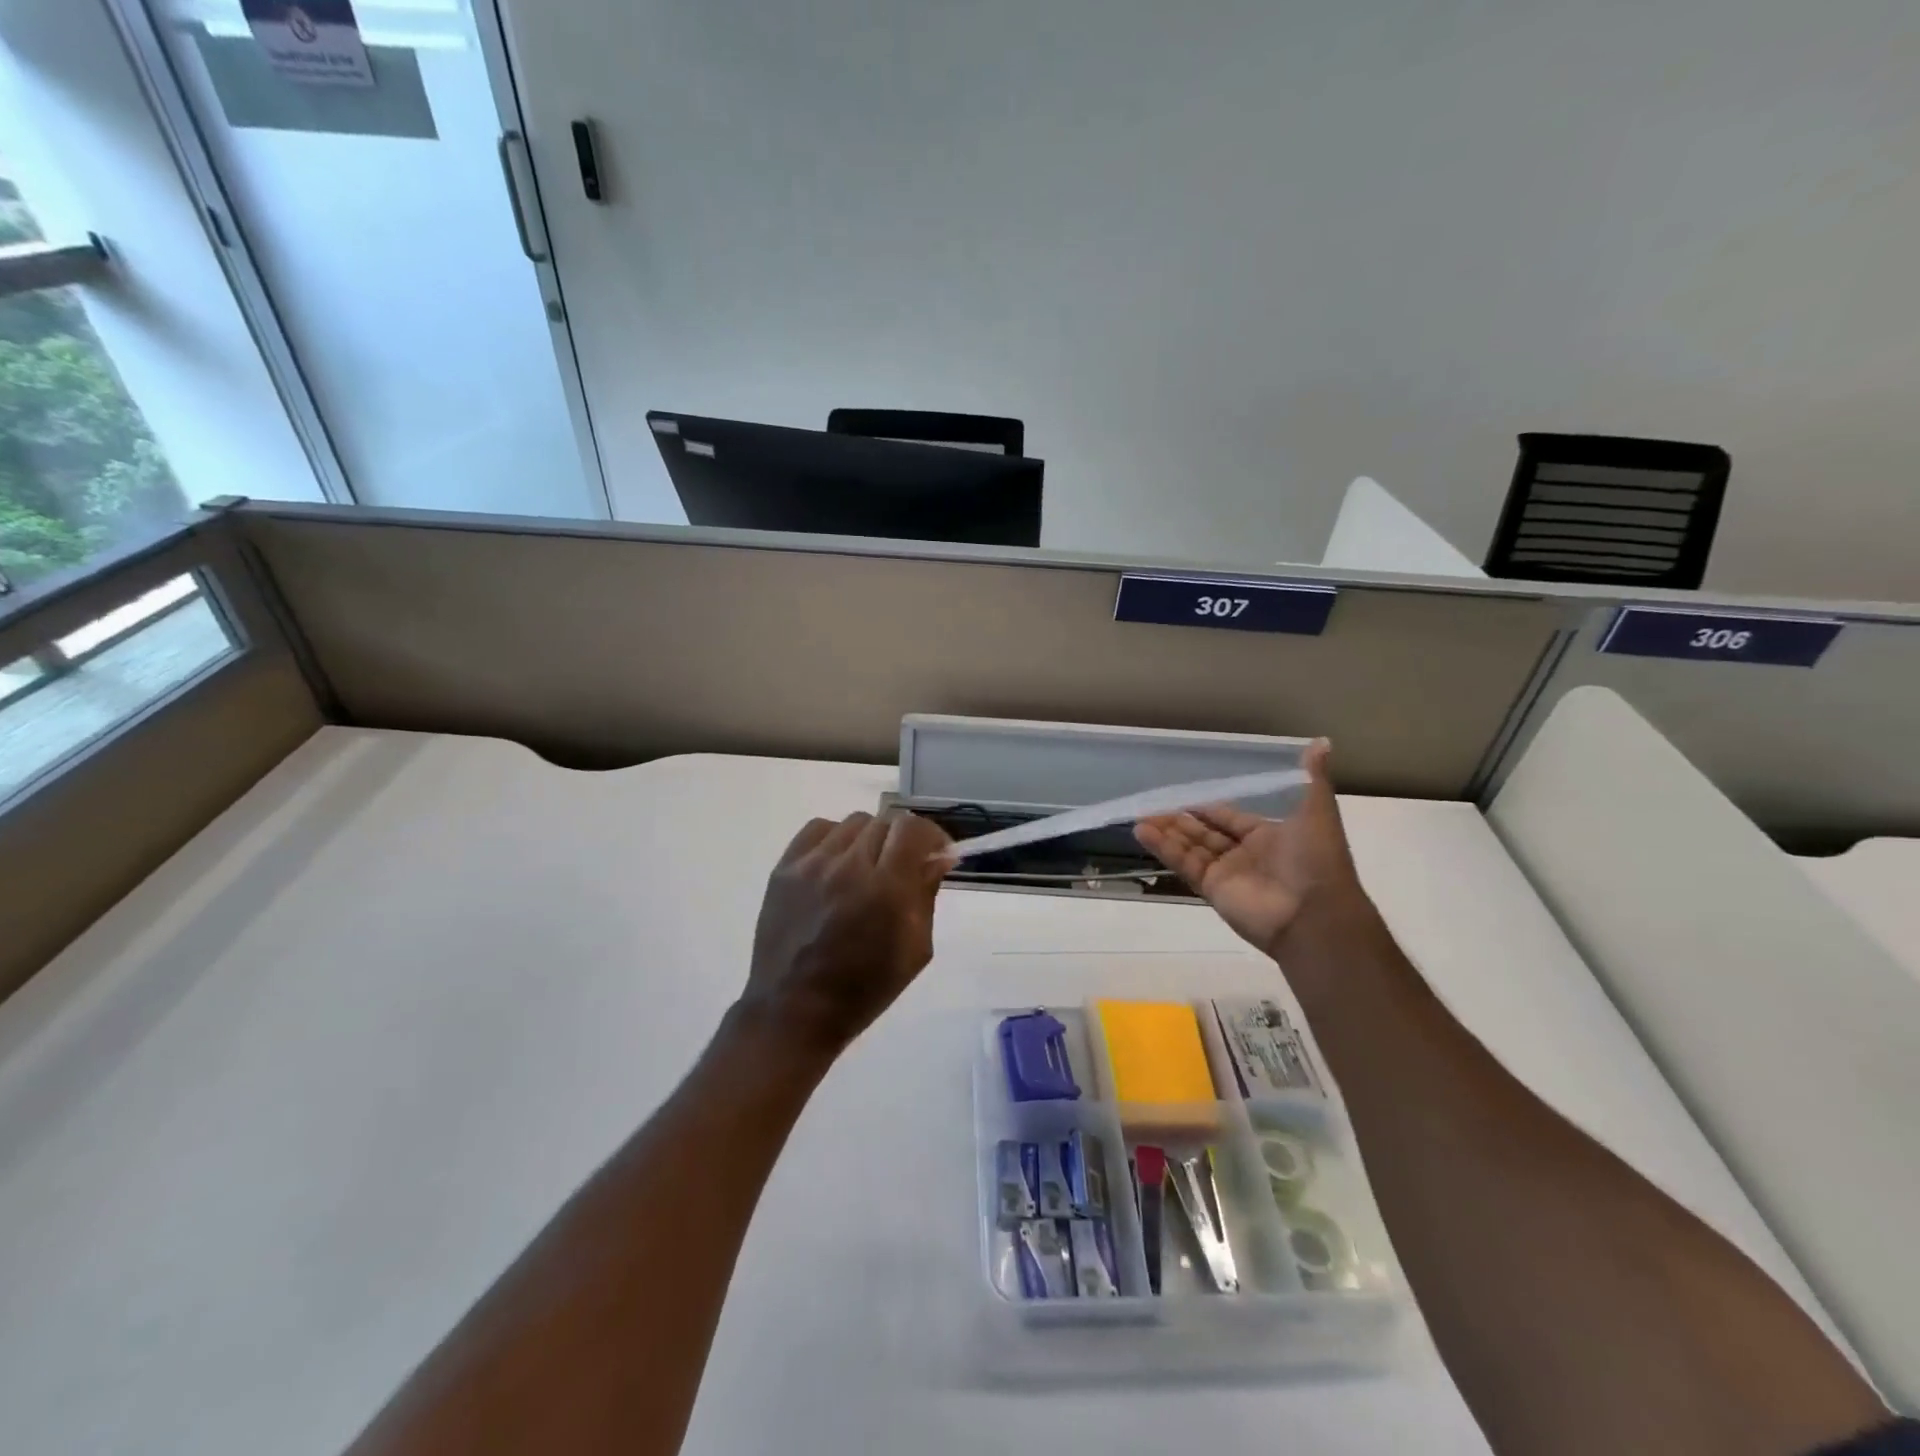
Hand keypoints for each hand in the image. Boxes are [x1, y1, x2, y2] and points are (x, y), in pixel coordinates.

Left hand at [743, 810, 953, 1053]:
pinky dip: (835, 839)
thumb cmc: (864, 989)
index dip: (931, 836)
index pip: (912, 829)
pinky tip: (837, 865)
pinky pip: (818, 829)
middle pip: (885, 822)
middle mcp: (849, 866)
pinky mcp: (784, 867)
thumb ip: (926, 895)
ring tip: (867, 867)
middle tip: (902, 867)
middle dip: (902, 841)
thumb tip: (938, 857)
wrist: (794, 1010)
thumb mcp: (915, 950)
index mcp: (886, 889)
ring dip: (869, 840)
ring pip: (853, 822)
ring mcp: (812, 863)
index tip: (935, 853)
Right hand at [1134, 739, 1365, 957]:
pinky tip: (1144, 832)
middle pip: (1205, 833)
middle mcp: (1245, 854)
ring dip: (1166, 832)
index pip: (1230, 818)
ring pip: (1190, 847)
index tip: (1183, 796)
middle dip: (1180, 820)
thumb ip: (1313, 778)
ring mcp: (1227, 873)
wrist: (1314, 914)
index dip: (1207, 808)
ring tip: (1140, 817)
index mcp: (1268, 836)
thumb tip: (1322, 742)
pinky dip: (1164, 848)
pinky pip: (1184, 864)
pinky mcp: (1211, 889)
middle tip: (1152, 805)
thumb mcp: (1317, 812)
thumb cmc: (1315, 859)